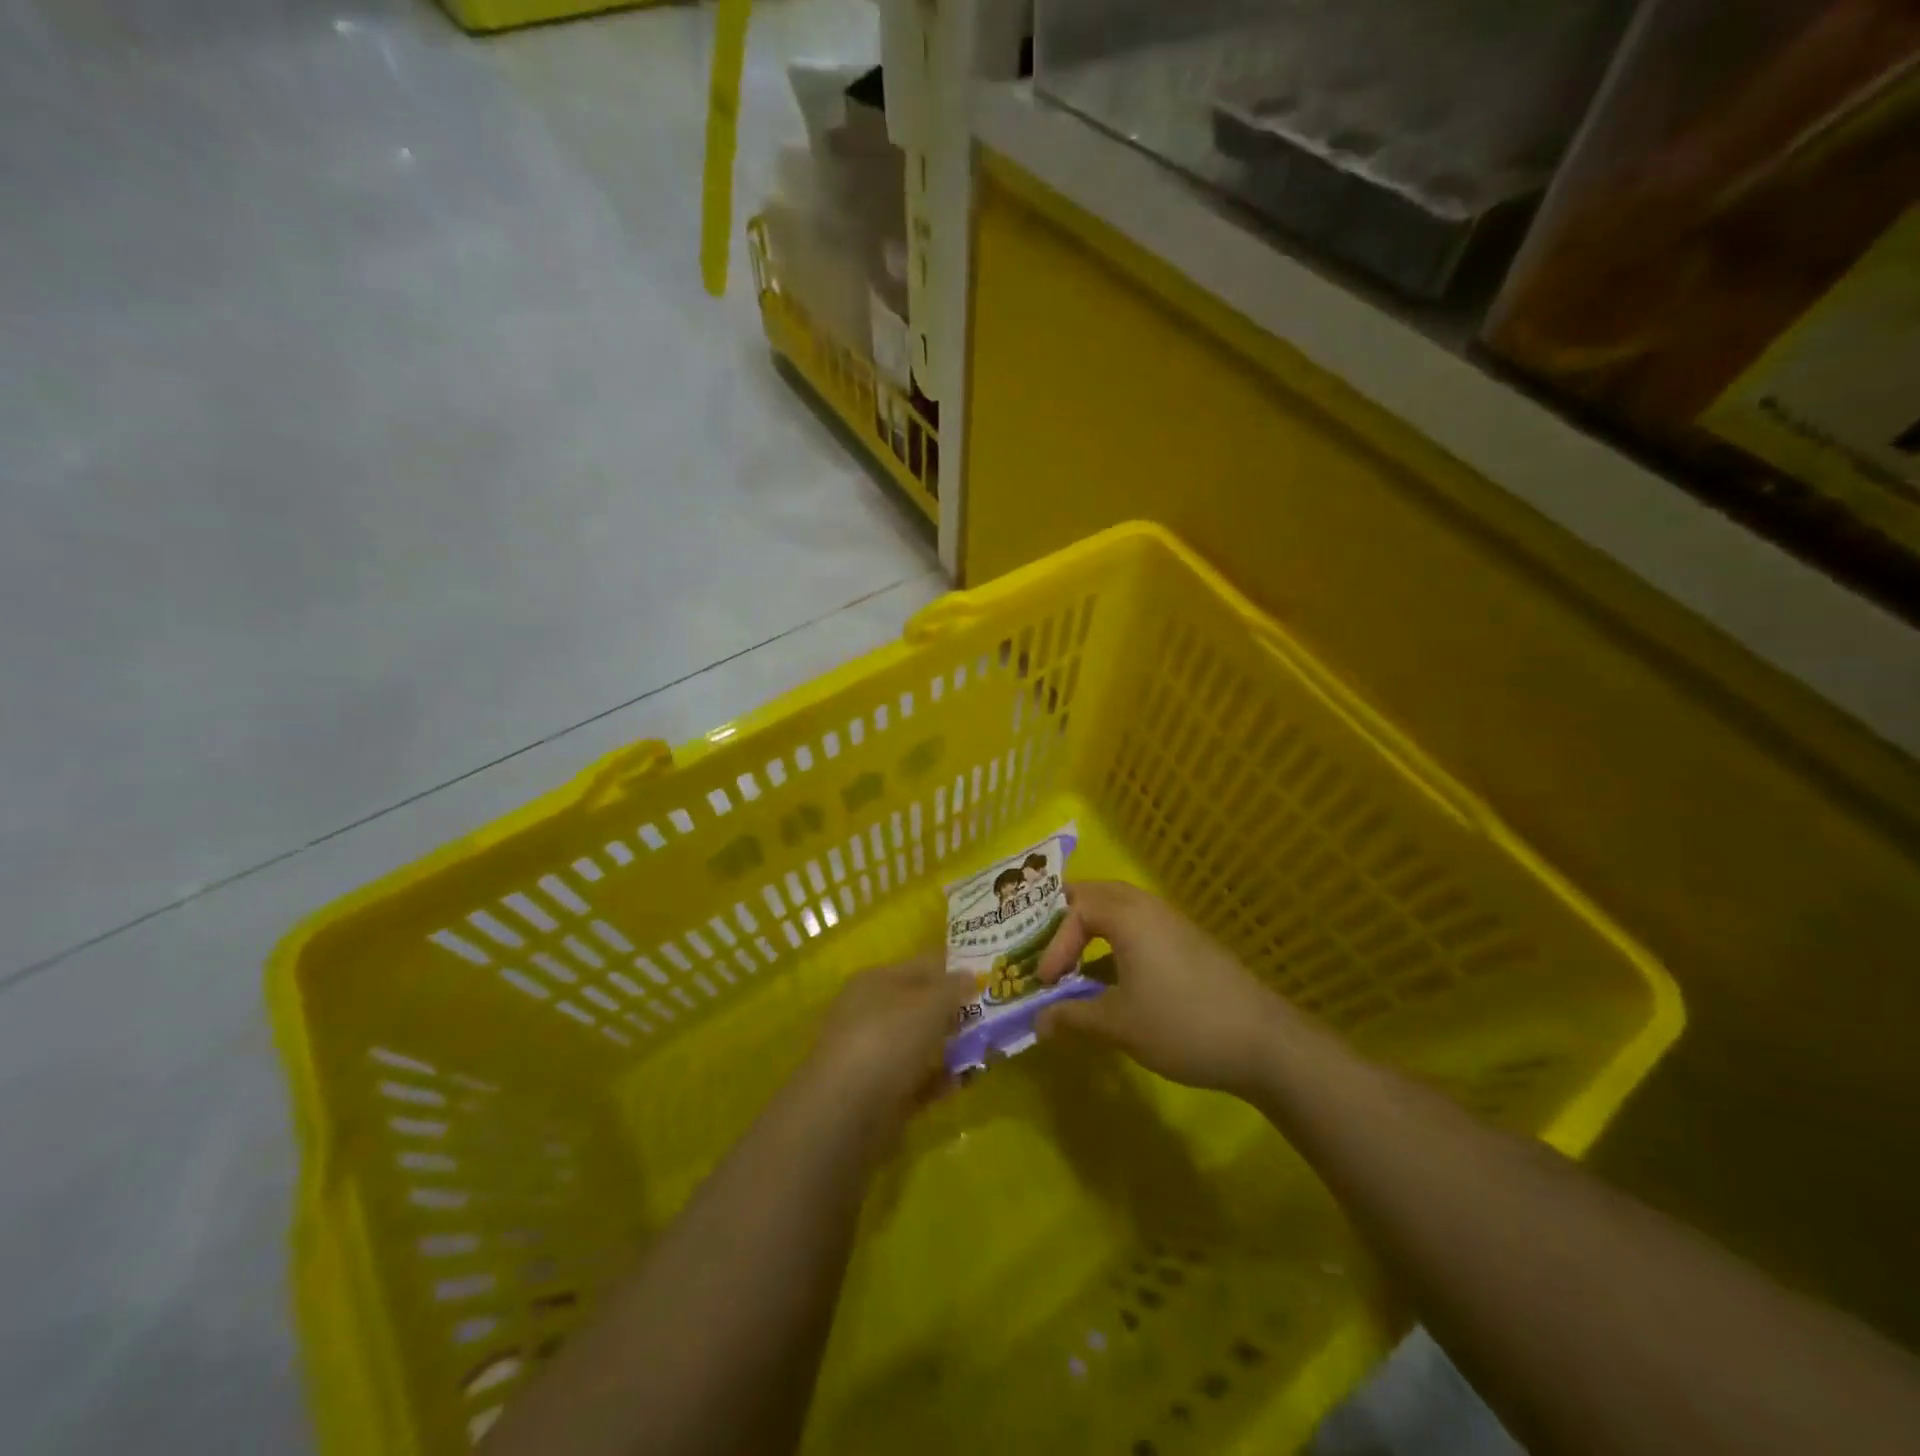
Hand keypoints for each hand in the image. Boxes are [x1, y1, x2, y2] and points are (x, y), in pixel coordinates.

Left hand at [800, 955, 974, 1146]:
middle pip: (919, 1005)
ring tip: (985, 1049)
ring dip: (949, 1047)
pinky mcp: (877, 1093)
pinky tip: (963, 1081)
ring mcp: (871, 1054)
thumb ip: (954, 988)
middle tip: (991, 1016)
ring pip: (918, 1044)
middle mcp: (869, 1012)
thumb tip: (971, 975)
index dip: (953, 969)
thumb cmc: (889, 1038)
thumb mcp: (930, 1003)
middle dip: (953, 1011)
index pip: (921, 966)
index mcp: (876, 980)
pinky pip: (915, 1080)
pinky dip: (938, 1080)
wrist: (847, 1110)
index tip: (987, 978)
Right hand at [1035, 881, 1294, 1097]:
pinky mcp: (1187, 942)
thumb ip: (1073, 1017)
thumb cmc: (1182, 1025)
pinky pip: (1139, 926)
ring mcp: (1172, 922)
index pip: (1074, 911)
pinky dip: (1115, 940)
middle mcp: (1148, 907)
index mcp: (1127, 915)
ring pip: (1119, 908)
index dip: (1053, 944)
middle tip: (1044, 944)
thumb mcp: (1119, 1025)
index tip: (1046, 983)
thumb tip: (1038, 1023)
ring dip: (1091, 928)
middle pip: (1095, 893)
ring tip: (1073, 959)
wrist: (1263, 1042)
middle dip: (1065, 918)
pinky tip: (1113, 977)